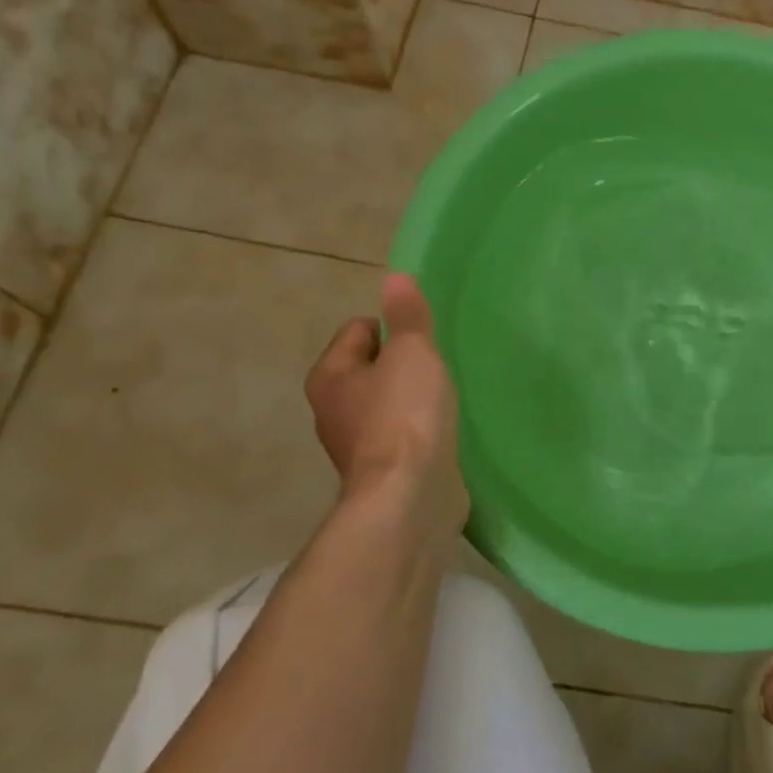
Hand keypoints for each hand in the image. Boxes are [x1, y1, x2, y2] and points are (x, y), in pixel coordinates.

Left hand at [305, 273, 468, 537]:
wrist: (409, 495)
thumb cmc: (405, 414)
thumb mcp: (412, 352)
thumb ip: (407, 315)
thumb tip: (395, 277)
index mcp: (330, 375)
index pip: (359, 330)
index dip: (394, 327)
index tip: (424, 342)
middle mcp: (332, 408)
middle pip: (372, 367)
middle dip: (404, 364)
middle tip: (436, 369)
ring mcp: (356, 443)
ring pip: (387, 402)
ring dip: (413, 398)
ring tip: (443, 400)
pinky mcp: (382, 469)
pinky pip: (402, 433)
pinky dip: (419, 428)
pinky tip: (442, 431)